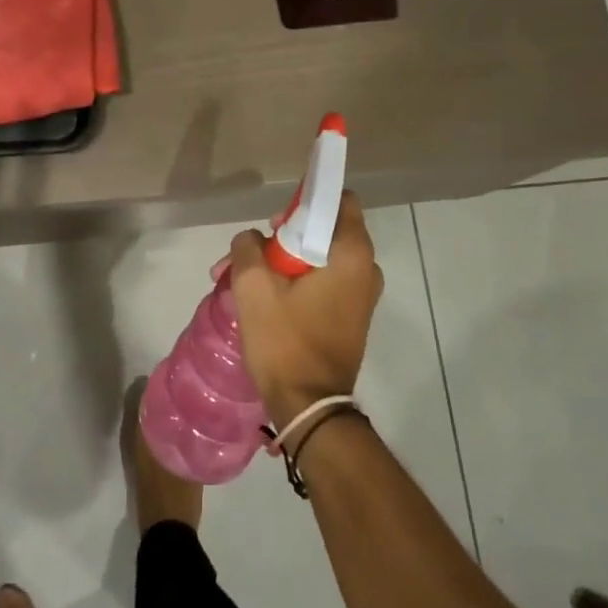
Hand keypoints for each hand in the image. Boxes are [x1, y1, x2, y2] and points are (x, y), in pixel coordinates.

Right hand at [226, 190, 381, 426]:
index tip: (276, 221)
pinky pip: (322, 283)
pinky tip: (262, 300)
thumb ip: (248, 247)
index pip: (339, 200)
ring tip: (241, 282)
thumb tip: (252, 239)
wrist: (309, 407)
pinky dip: (294, 283)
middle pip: (322, 231)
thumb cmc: (284, 341)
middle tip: (248, 256)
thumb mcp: (253, 287)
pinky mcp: (350, 317)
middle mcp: (366, 269)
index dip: (306, 202)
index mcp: (352, 254)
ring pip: (317, 260)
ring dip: (281, 264)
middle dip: (281, 238)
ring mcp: (361, 296)